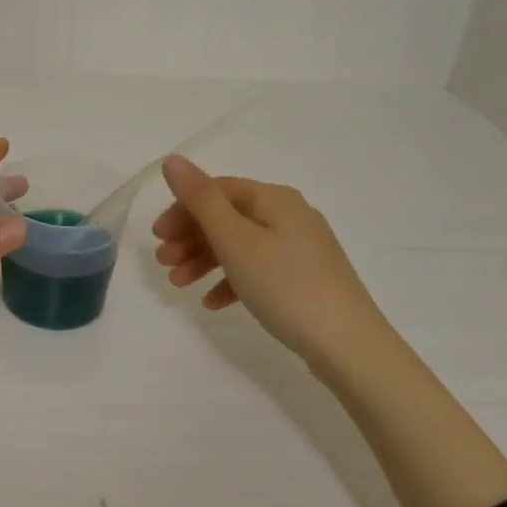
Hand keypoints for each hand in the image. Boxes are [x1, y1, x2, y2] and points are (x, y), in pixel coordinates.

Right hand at [151, 154, 391, 377]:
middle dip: (190, 238)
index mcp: (275, 199)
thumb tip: (172, 160)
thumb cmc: (285, 286)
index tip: (157, 237)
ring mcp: (300, 249)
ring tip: (178, 285)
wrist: (349, 347)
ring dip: (204, 261)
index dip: (182, 209)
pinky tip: (212, 303)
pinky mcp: (304, 279)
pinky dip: (231, 281)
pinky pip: (258, 270)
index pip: (217, 190)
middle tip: (163, 263)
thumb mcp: (235, 240)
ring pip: (239, 245)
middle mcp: (289, 215)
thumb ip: (200, 199)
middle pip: (227, 217)